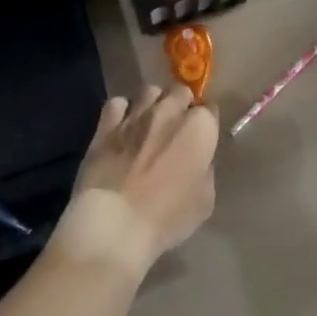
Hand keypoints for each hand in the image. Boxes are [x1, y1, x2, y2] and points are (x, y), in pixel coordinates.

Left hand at [53, 84, 217, 276]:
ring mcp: (136, 114)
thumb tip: (199, 160)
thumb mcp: (204, 200)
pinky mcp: (106, 124)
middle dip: (181, 105)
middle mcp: (170, 110)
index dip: (206, 125)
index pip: (210, 110)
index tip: (201, 140)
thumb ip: (205, 170)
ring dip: (153, 103)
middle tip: (175, 129)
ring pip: (149, 91)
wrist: (114, 224)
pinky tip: (121, 128)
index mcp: (200, 127)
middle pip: (180, 92)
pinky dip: (122, 111)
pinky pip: (117, 103)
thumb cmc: (167, 218)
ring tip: (148, 124)